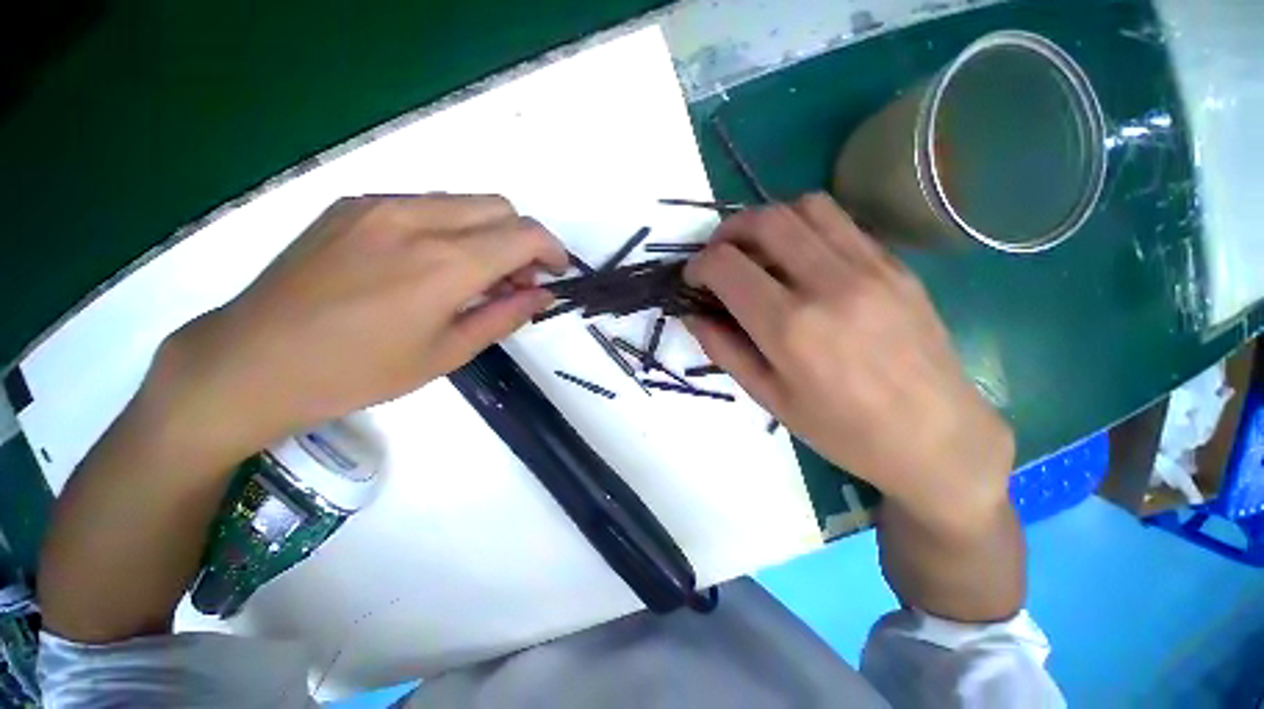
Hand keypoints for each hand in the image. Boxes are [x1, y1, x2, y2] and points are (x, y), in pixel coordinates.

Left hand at [147, 193, 566, 457]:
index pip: (525, 234)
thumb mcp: (448, 353)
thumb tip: (543, 295)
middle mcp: (417, 219)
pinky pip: (425, 205)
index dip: (552, 250)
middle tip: (514, 282)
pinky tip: (429, 265)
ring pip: (464, 202)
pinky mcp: (353, 205)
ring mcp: (379, 205)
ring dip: (487, 234)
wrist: (252, 361)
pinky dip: (450, 228)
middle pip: (499, 207)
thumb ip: (505, 316)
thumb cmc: (359, 372)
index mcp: (445, 264)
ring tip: (474, 276)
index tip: (556, 273)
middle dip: (521, 241)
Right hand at [684, 194, 1013, 528]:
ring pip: (805, 206)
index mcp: (791, 327)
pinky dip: (805, 227)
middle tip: (718, 256)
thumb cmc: (843, 430)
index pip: (727, 266)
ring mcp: (870, 267)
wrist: (937, 437)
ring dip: (767, 220)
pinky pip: (840, 222)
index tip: (693, 279)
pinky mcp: (895, 264)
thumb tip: (693, 315)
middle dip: (727, 231)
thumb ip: (723, 349)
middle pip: (764, 221)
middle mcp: (829, 284)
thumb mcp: (769, 398)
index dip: (699, 266)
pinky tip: (799, 257)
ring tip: (756, 249)